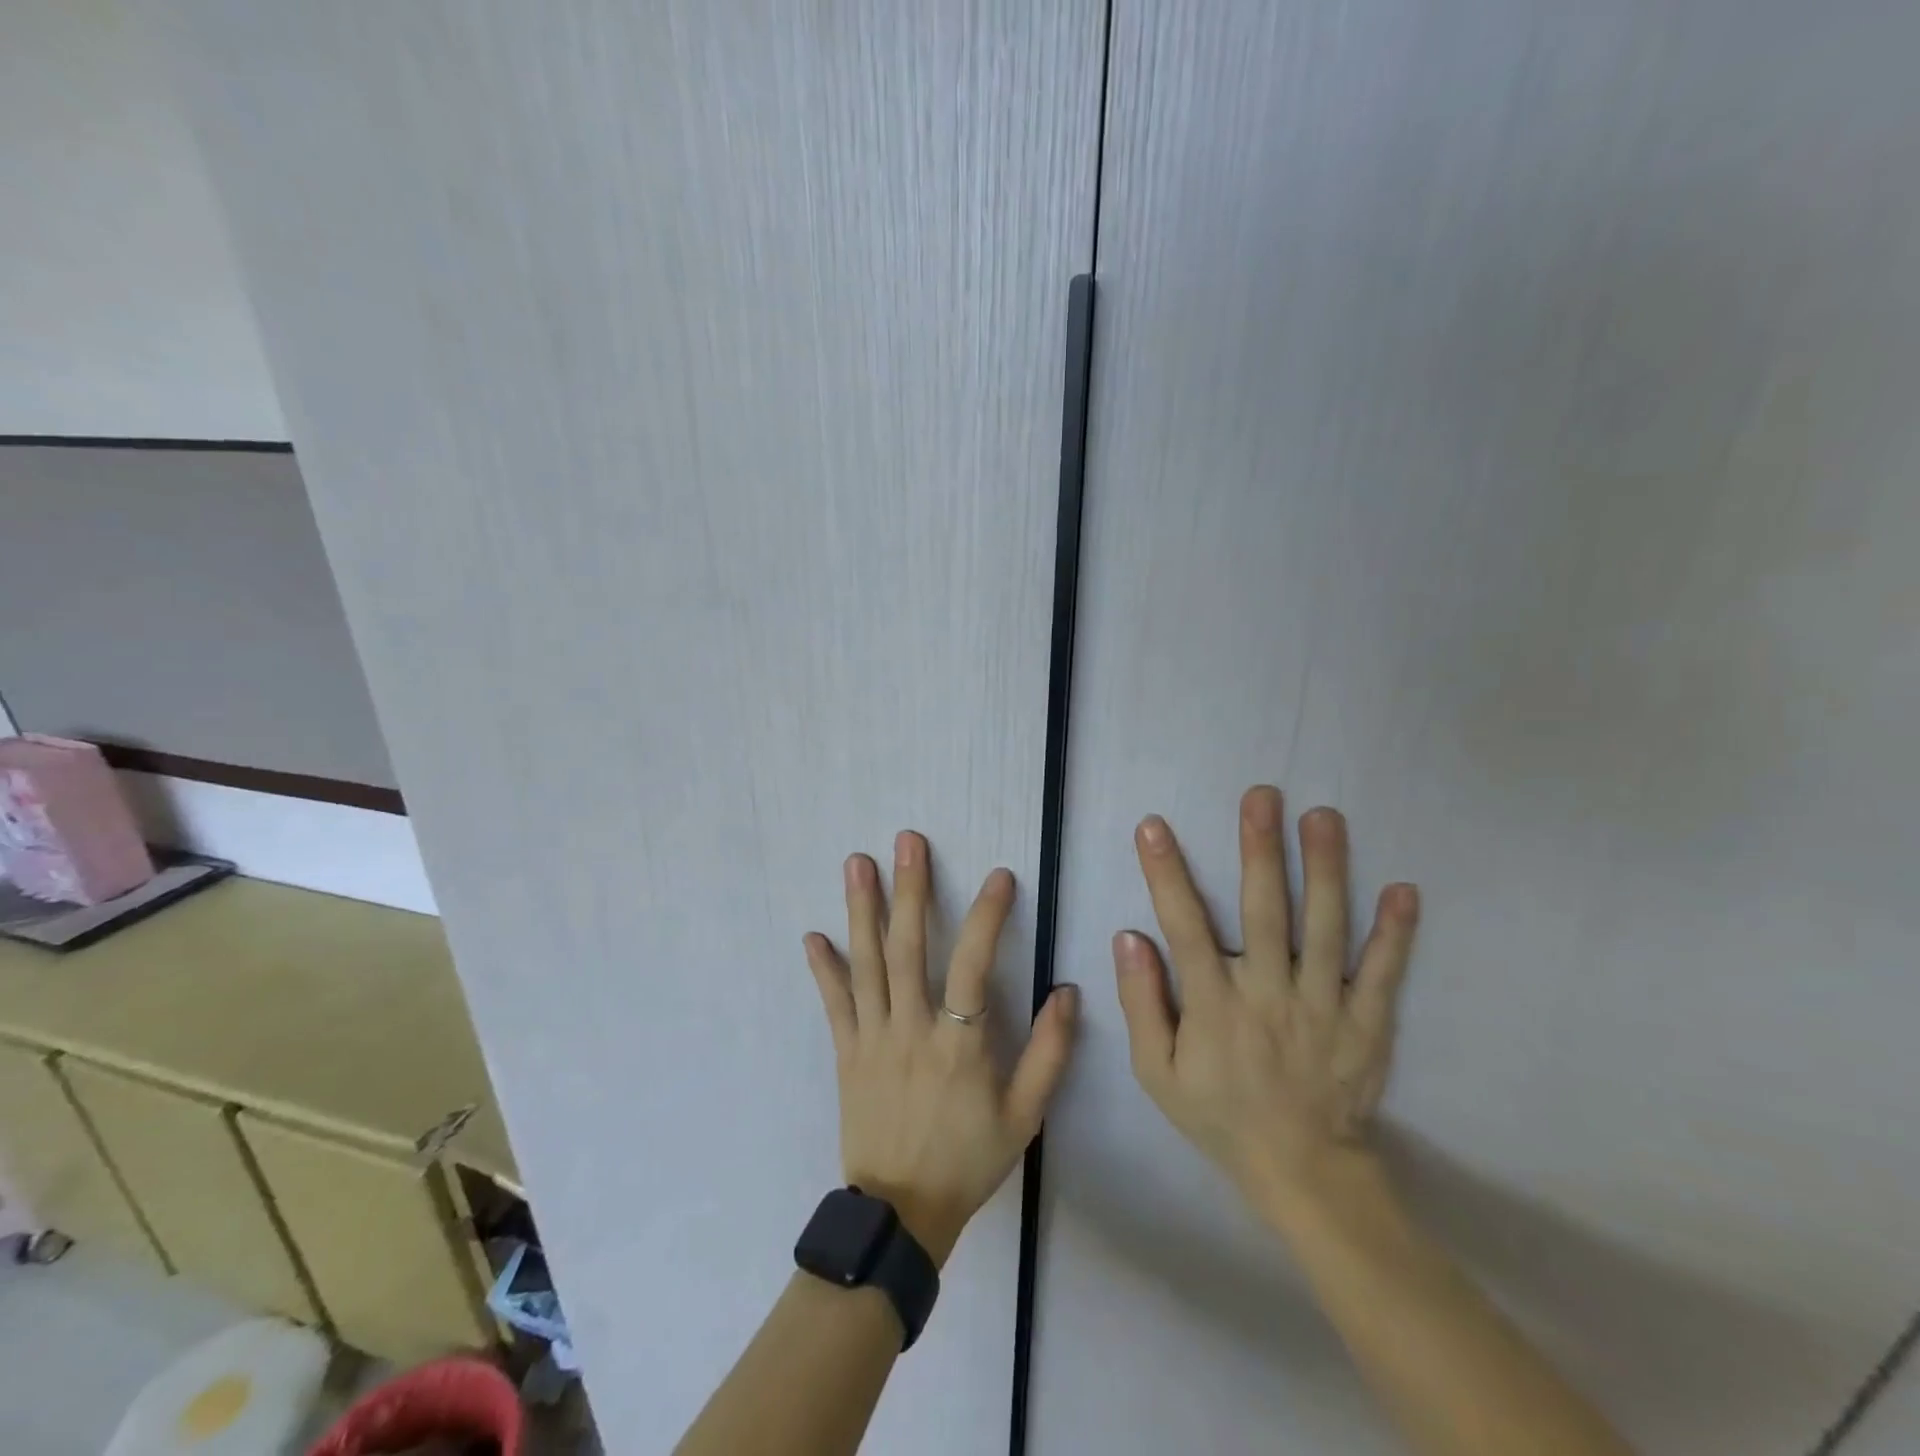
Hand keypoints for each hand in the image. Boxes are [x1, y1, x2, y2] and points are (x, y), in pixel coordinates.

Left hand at [804, 832, 1078, 1266]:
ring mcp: (872, 1038)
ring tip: (857, 863)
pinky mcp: (846, 1053)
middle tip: (907, 842)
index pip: (974, 965)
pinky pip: (833, 1004)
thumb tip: (1067, 993)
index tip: (999, 876)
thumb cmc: (968, 1159)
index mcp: (959, 1044)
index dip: (988, 917)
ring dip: (862, 910)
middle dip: (910, 890)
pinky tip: (812, 935)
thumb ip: (1049, 1054)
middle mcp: (911, 1029)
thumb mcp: (1024, 1116)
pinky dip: (823, 969)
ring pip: (867, 964)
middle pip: (908, 948)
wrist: (901, 1213)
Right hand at [1113, 786, 1418, 1215]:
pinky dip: (1396, 933)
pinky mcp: (1367, 1024)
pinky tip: (1403, 888)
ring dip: (1326, 870)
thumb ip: (1141, 1004)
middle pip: (1264, 913)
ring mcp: (1324, 1007)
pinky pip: (1383, 974)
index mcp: (1215, 1006)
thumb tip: (1129, 937)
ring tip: (1324, 817)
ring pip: (1326, 929)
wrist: (1303, 1172)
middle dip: (1260, 850)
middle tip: (1262, 796)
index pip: (1185, 928)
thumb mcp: (1157, 1073)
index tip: (1154, 826)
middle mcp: (1269, 995)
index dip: (1166, 874)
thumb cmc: (1220, 1114)